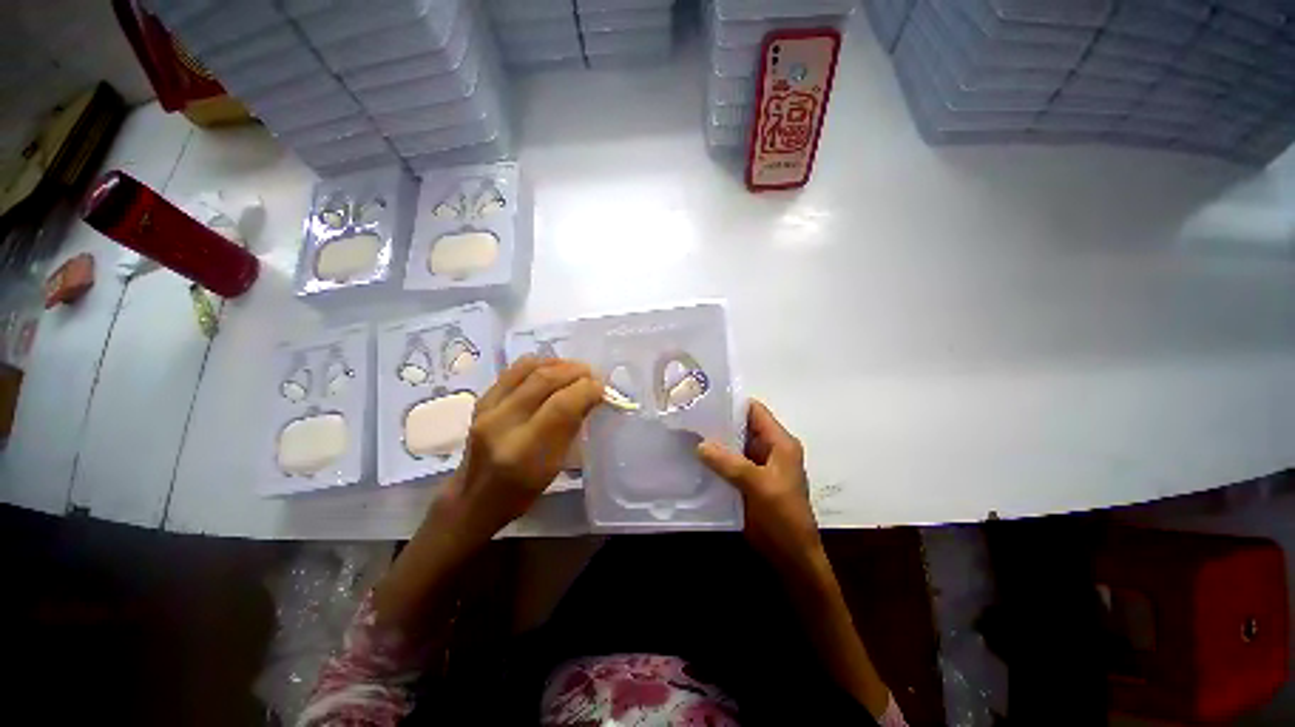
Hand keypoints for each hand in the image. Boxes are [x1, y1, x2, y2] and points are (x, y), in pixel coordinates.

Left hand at [432, 357, 602, 552]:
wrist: (475, 498)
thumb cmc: (522, 490)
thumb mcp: (556, 466)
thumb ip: (571, 427)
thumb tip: (591, 396)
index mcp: (524, 451)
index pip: (561, 405)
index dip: (586, 390)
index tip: (601, 388)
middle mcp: (502, 424)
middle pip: (545, 380)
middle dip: (575, 372)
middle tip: (592, 376)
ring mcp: (487, 408)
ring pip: (528, 368)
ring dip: (558, 363)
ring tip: (575, 370)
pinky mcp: (481, 400)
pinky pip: (514, 370)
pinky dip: (539, 364)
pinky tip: (552, 370)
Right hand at [697, 400, 821, 569]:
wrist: (791, 557)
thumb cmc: (783, 516)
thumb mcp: (758, 485)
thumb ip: (729, 463)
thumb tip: (700, 444)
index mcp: (780, 443)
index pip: (755, 412)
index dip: (732, 404)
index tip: (704, 400)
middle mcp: (769, 449)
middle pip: (741, 427)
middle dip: (718, 423)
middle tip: (689, 417)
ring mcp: (757, 465)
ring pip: (733, 445)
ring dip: (714, 442)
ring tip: (686, 433)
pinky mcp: (747, 481)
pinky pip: (728, 463)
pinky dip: (714, 460)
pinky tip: (693, 457)